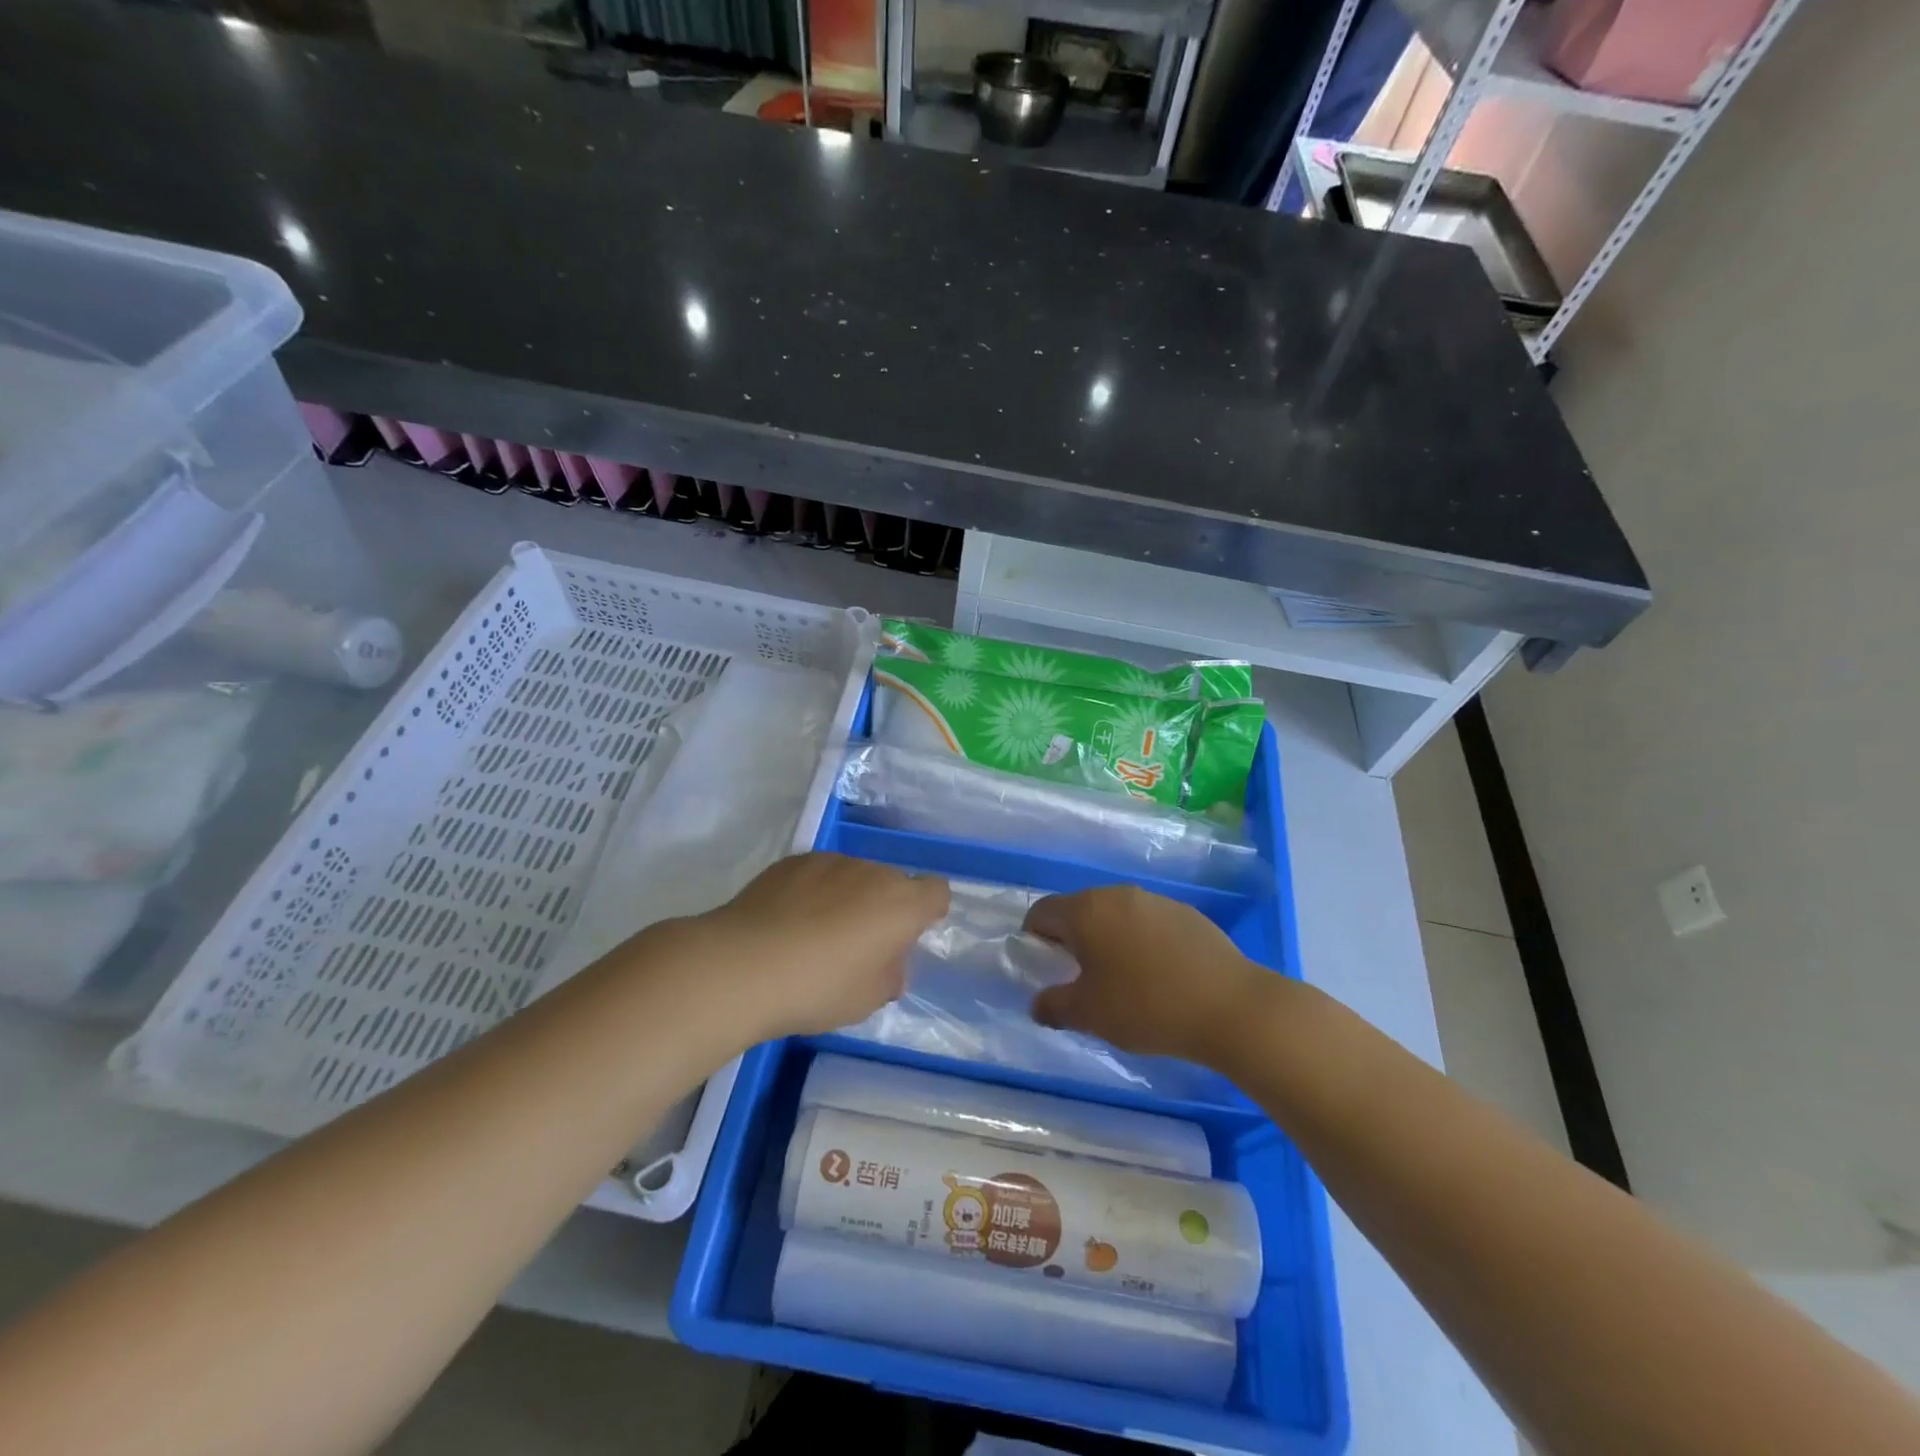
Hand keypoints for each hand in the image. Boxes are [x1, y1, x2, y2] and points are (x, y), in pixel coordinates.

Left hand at [683, 853, 949, 1040]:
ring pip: (853, 875)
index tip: (906, 937)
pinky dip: (813, 891)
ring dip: (847, 896)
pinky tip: (787, 922)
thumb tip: (888, 964)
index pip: (936, 891)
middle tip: (858, 945)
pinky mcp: (793, 861)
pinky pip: (818, 874)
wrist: (744, 966)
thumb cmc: (818, 988)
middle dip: (883, 907)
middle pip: (891, 882)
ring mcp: (830, 861)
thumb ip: (889, 976)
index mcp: (901, 904)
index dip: (927, 911)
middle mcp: (871, 872)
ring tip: (815, 933)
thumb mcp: (867, 1000)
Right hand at [1025, 885, 1270, 1065]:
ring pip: (1116, 915)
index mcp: (1086, 910)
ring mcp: (1155, 901)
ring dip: (1108, 941)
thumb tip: (1038, 1003)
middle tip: (1082, 981)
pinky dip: (1141, 942)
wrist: (1231, 1007)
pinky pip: (1148, 923)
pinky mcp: (1187, 913)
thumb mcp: (1089, 1015)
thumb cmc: (1147, 1006)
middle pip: (1079, 910)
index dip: (1034, 941)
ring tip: (1123, 982)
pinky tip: (1160, 977)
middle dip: (1073, 941)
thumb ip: (1053, 1006)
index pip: (1041, 912)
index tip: (1047, 972)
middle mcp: (1117, 895)